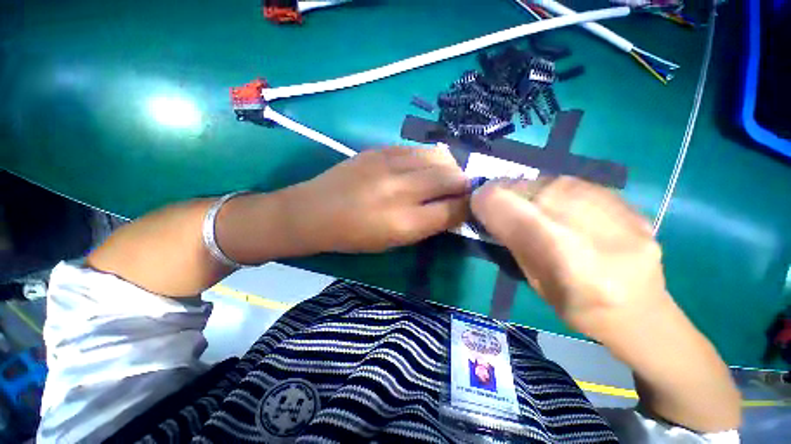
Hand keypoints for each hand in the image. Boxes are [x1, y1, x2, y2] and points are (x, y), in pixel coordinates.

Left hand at [285, 146, 468, 253]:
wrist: (313, 211)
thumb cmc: (353, 236)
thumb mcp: (393, 242)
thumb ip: (427, 226)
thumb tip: (453, 210)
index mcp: (404, 222)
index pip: (454, 210)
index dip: (469, 207)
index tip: (472, 206)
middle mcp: (401, 190)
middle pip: (452, 178)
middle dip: (465, 184)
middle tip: (463, 190)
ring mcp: (390, 164)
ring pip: (439, 157)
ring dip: (449, 168)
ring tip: (446, 176)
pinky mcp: (380, 149)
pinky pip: (418, 149)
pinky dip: (429, 158)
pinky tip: (425, 166)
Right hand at [470, 177, 667, 340]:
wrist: (640, 310)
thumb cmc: (575, 305)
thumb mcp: (531, 278)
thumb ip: (510, 238)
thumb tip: (486, 206)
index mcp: (564, 257)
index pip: (508, 207)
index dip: (485, 201)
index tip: (478, 205)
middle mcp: (591, 227)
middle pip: (528, 188)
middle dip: (505, 193)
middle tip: (499, 205)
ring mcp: (616, 210)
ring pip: (550, 180)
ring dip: (527, 191)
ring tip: (527, 206)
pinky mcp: (627, 202)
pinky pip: (574, 183)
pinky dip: (553, 190)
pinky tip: (557, 206)